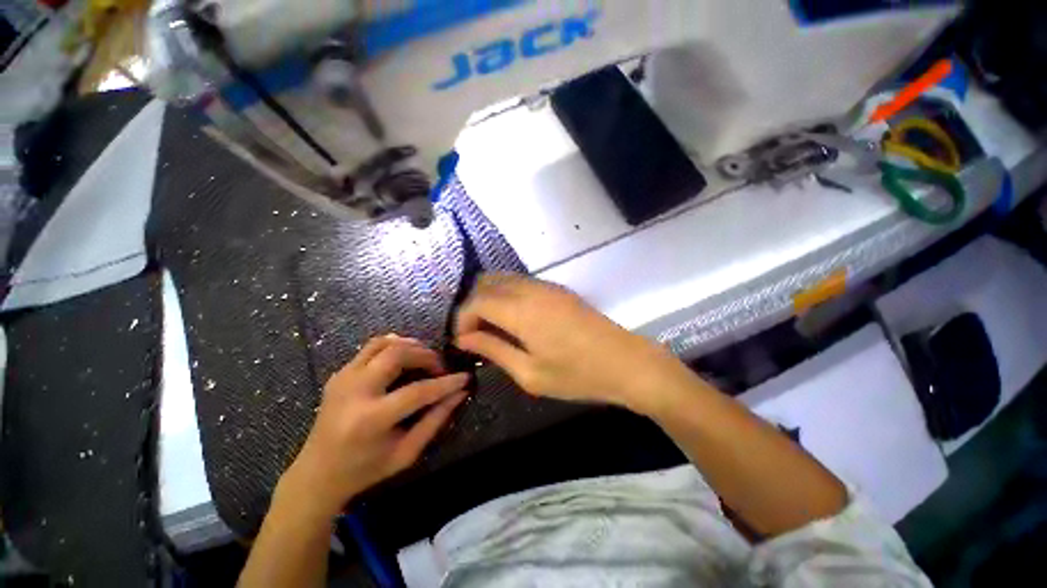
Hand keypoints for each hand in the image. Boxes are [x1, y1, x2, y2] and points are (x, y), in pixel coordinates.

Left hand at [281, 335, 468, 516]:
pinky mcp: (339, 374)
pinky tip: (404, 357)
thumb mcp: (406, 453)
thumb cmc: (365, 469)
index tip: (465, 377)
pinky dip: (393, 346)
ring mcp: (343, 379)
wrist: (316, 473)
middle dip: (426, 356)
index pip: (417, 391)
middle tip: (439, 368)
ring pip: (383, 343)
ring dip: (410, 346)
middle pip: (397, 354)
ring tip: (424, 359)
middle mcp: (354, 392)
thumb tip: (460, 393)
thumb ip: (435, 420)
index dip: (446, 383)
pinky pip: (371, 348)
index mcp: (370, 420)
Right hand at [454, 274, 702, 414]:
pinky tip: (515, 319)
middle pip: (487, 282)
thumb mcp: (530, 373)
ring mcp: (547, 286)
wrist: (627, 362)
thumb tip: (465, 339)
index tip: (463, 342)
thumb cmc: (578, 375)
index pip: (477, 301)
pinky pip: (522, 282)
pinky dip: (508, 295)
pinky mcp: (558, 289)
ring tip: (493, 327)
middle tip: (476, 333)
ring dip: (490, 298)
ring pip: (504, 278)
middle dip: (473, 305)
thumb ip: (494, 351)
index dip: (463, 319)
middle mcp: (531, 290)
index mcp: (521, 311)